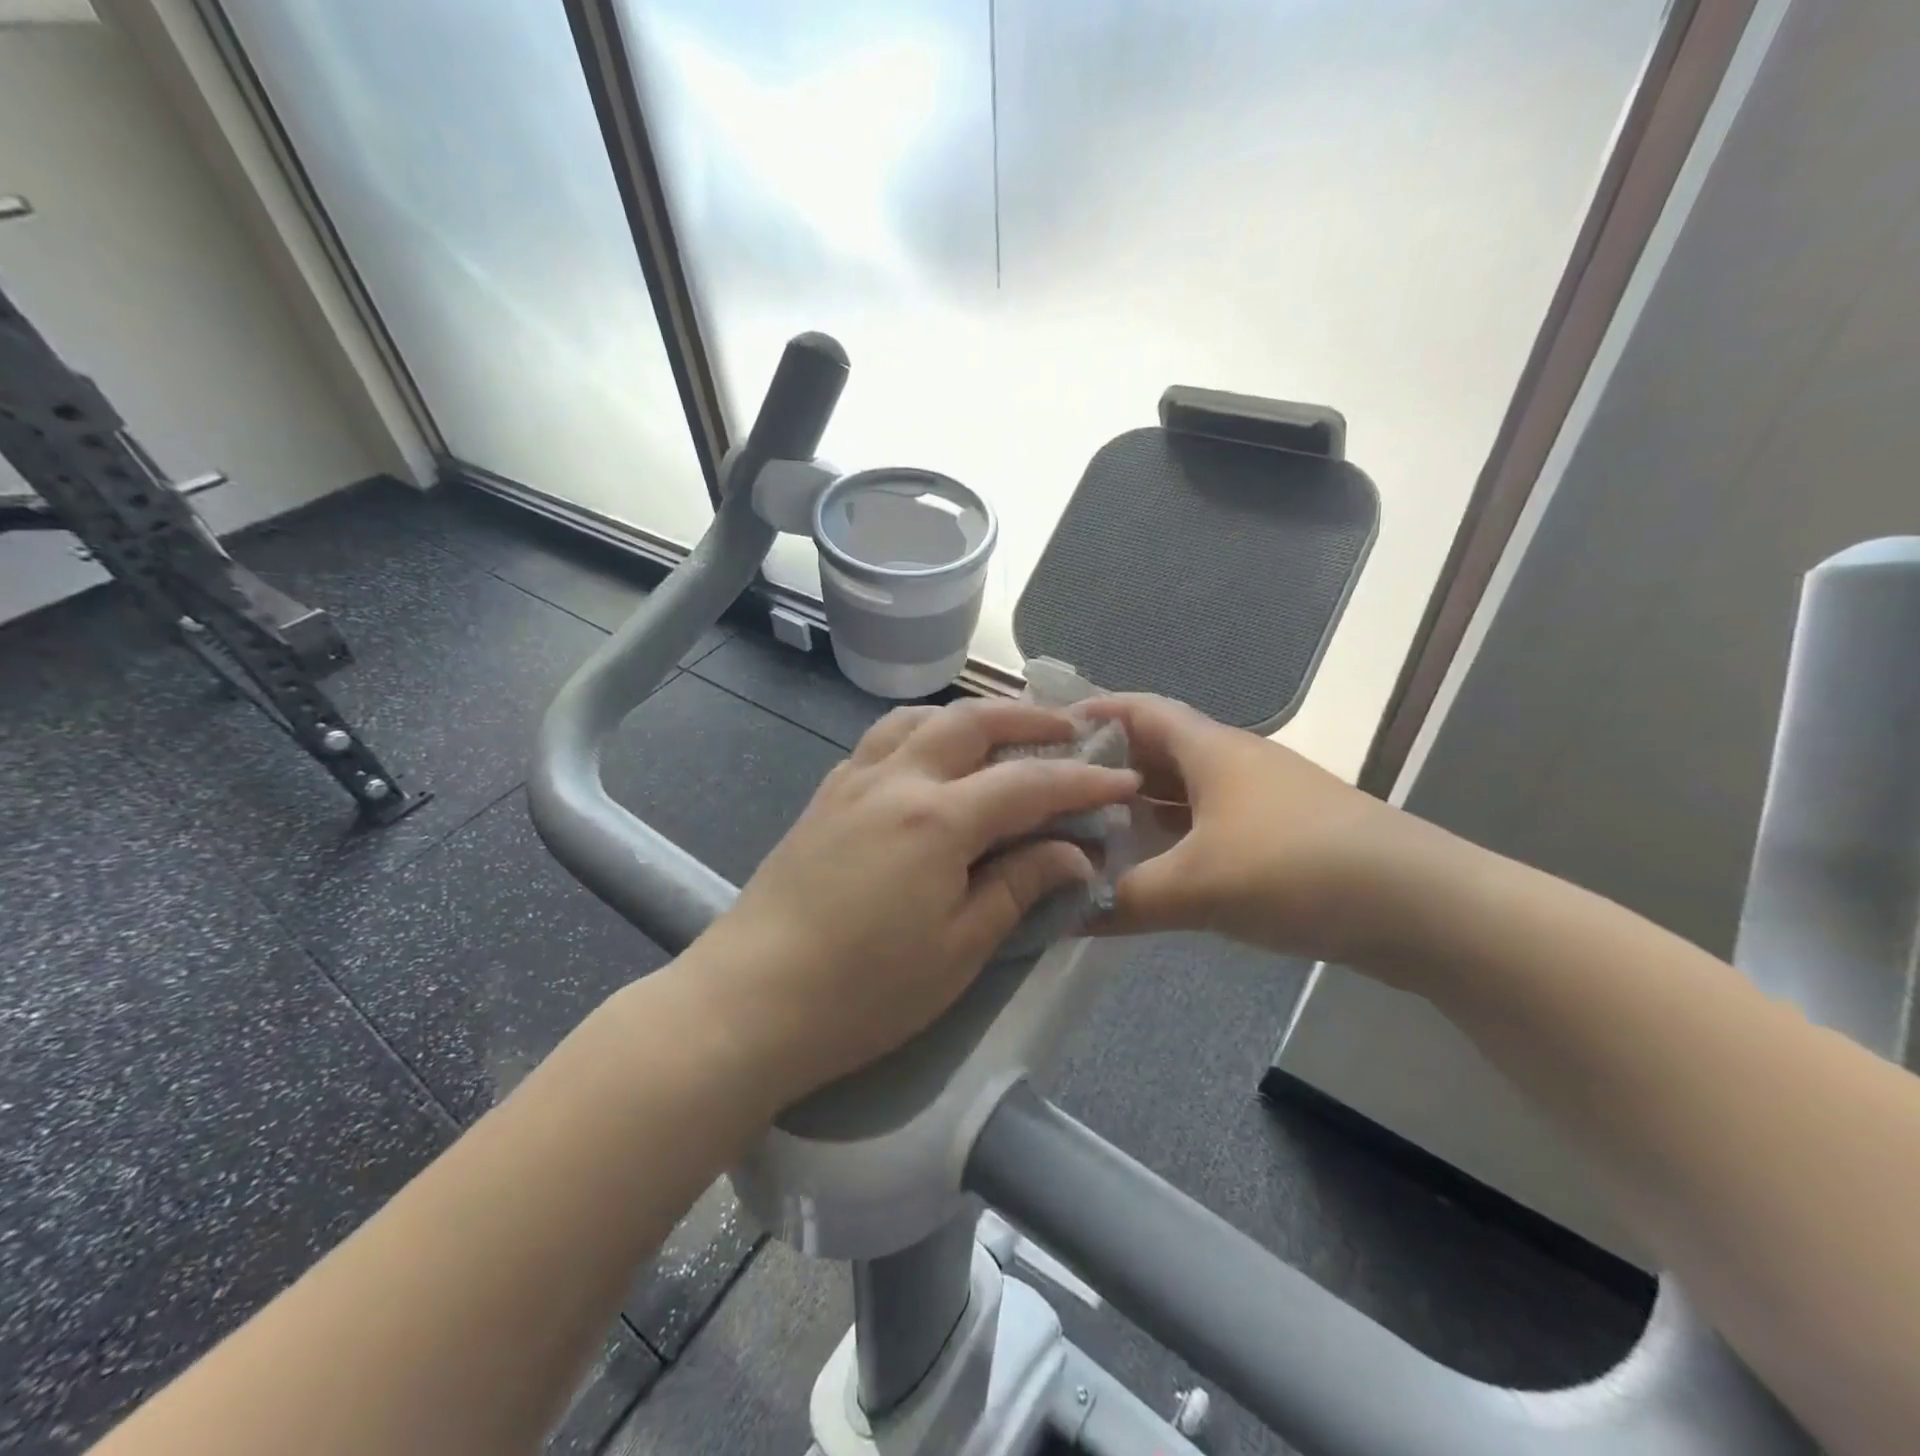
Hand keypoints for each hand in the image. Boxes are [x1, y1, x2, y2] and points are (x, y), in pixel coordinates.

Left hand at [689, 699, 1139, 1102]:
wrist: (751, 1001)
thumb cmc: (865, 991)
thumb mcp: (959, 949)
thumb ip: (1019, 887)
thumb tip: (1072, 853)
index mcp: (937, 819)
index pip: (1027, 782)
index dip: (1081, 780)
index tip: (1121, 778)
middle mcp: (895, 779)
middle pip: (970, 721)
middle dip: (1028, 719)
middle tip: (1069, 731)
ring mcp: (852, 782)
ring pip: (918, 719)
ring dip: (969, 716)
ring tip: (1001, 734)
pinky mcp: (824, 797)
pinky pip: (881, 740)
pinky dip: (921, 732)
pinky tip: (930, 760)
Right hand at [1083, 694, 1444, 963]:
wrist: (1421, 906)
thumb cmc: (1298, 869)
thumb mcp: (1198, 886)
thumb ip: (1123, 900)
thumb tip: (1061, 915)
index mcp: (1210, 749)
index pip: (1137, 710)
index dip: (1089, 713)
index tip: (1041, 736)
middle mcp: (1232, 763)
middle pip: (1154, 750)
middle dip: (1103, 766)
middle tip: (1050, 793)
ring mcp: (1258, 800)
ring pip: (1180, 791)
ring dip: (1137, 806)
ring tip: (1085, 829)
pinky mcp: (1276, 836)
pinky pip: (1204, 824)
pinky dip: (1169, 838)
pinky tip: (1147, 866)